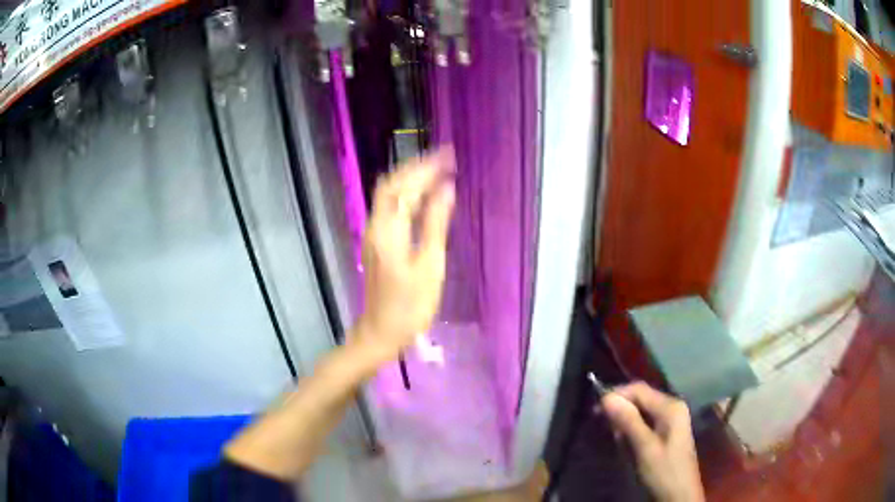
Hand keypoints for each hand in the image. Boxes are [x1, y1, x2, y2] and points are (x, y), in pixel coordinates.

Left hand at [355, 148, 455, 360]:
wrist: (382, 332)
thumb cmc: (410, 305)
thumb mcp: (430, 266)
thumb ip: (436, 224)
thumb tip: (446, 189)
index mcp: (389, 229)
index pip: (405, 185)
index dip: (426, 167)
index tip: (448, 155)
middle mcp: (376, 225)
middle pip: (392, 185)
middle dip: (417, 167)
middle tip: (444, 159)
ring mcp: (374, 234)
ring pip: (390, 195)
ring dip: (411, 179)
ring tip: (438, 170)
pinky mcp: (378, 242)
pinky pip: (391, 209)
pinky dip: (408, 196)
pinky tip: (425, 197)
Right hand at [602, 383, 704, 501]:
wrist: (680, 495)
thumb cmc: (664, 471)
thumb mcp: (644, 448)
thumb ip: (628, 421)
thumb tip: (606, 397)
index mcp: (671, 406)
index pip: (639, 389)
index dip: (617, 395)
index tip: (595, 409)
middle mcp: (672, 407)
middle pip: (641, 398)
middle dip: (621, 410)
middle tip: (603, 426)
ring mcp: (671, 420)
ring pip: (641, 412)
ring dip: (625, 423)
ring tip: (616, 440)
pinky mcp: (666, 432)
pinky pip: (645, 423)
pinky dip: (632, 430)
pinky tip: (626, 444)